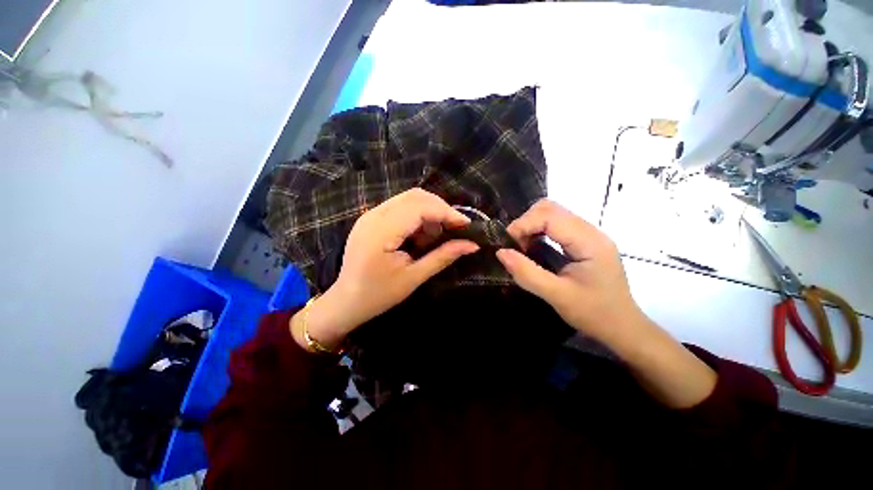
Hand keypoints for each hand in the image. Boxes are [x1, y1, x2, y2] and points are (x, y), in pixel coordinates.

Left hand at [296, 189, 478, 348]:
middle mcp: (373, 215)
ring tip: (434, 237)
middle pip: (414, 196)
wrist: (346, 301)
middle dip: (439, 209)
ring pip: (408, 199)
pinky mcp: (371, 218)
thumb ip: (443, 257)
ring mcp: (370, 214)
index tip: (466, 224)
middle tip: (453, 229)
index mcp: (381, 231)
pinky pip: (400, 207)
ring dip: (428, 212)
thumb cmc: (379, 294)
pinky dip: (417, 216)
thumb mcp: (414, 277)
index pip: (419, 207)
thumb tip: (472, 245)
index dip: (446, 212)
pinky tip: (420, 236)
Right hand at [497, 200, 716, 407]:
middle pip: (551, 208)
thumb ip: (527, 273)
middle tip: (515, 246)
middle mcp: (590, 231)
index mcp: (589, 242)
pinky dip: (539, 231)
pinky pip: (556, 225)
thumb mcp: (557, 296)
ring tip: (522, 247)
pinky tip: (534, 248)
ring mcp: (588, 235)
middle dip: (526, 222)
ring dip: (531, 226)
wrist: (623, 327)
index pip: (549, 216)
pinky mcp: (584, 241)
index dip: (523, 225)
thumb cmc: (594, 314)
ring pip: (552, 213)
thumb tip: (500, 253)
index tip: (507, 244)